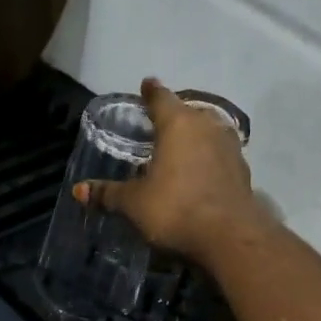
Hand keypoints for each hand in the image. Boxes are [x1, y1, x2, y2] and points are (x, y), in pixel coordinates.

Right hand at [76, 79, 263, 263]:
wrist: (230, 237)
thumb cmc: (176, 208)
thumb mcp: (134, 203)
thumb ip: (108, 194)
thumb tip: (78, 191)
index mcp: (178, 124)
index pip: (161, 98)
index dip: (151, 92)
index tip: (147, 84)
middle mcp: (207, 126)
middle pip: (188, 112)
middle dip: (174, 115)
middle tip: (159, 123)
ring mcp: (230, 147)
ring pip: (208, 132)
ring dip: (196, 137)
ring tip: (181, 147)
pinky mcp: (243, 171)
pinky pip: (220, 156)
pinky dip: (209, 159)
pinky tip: (201, 172)